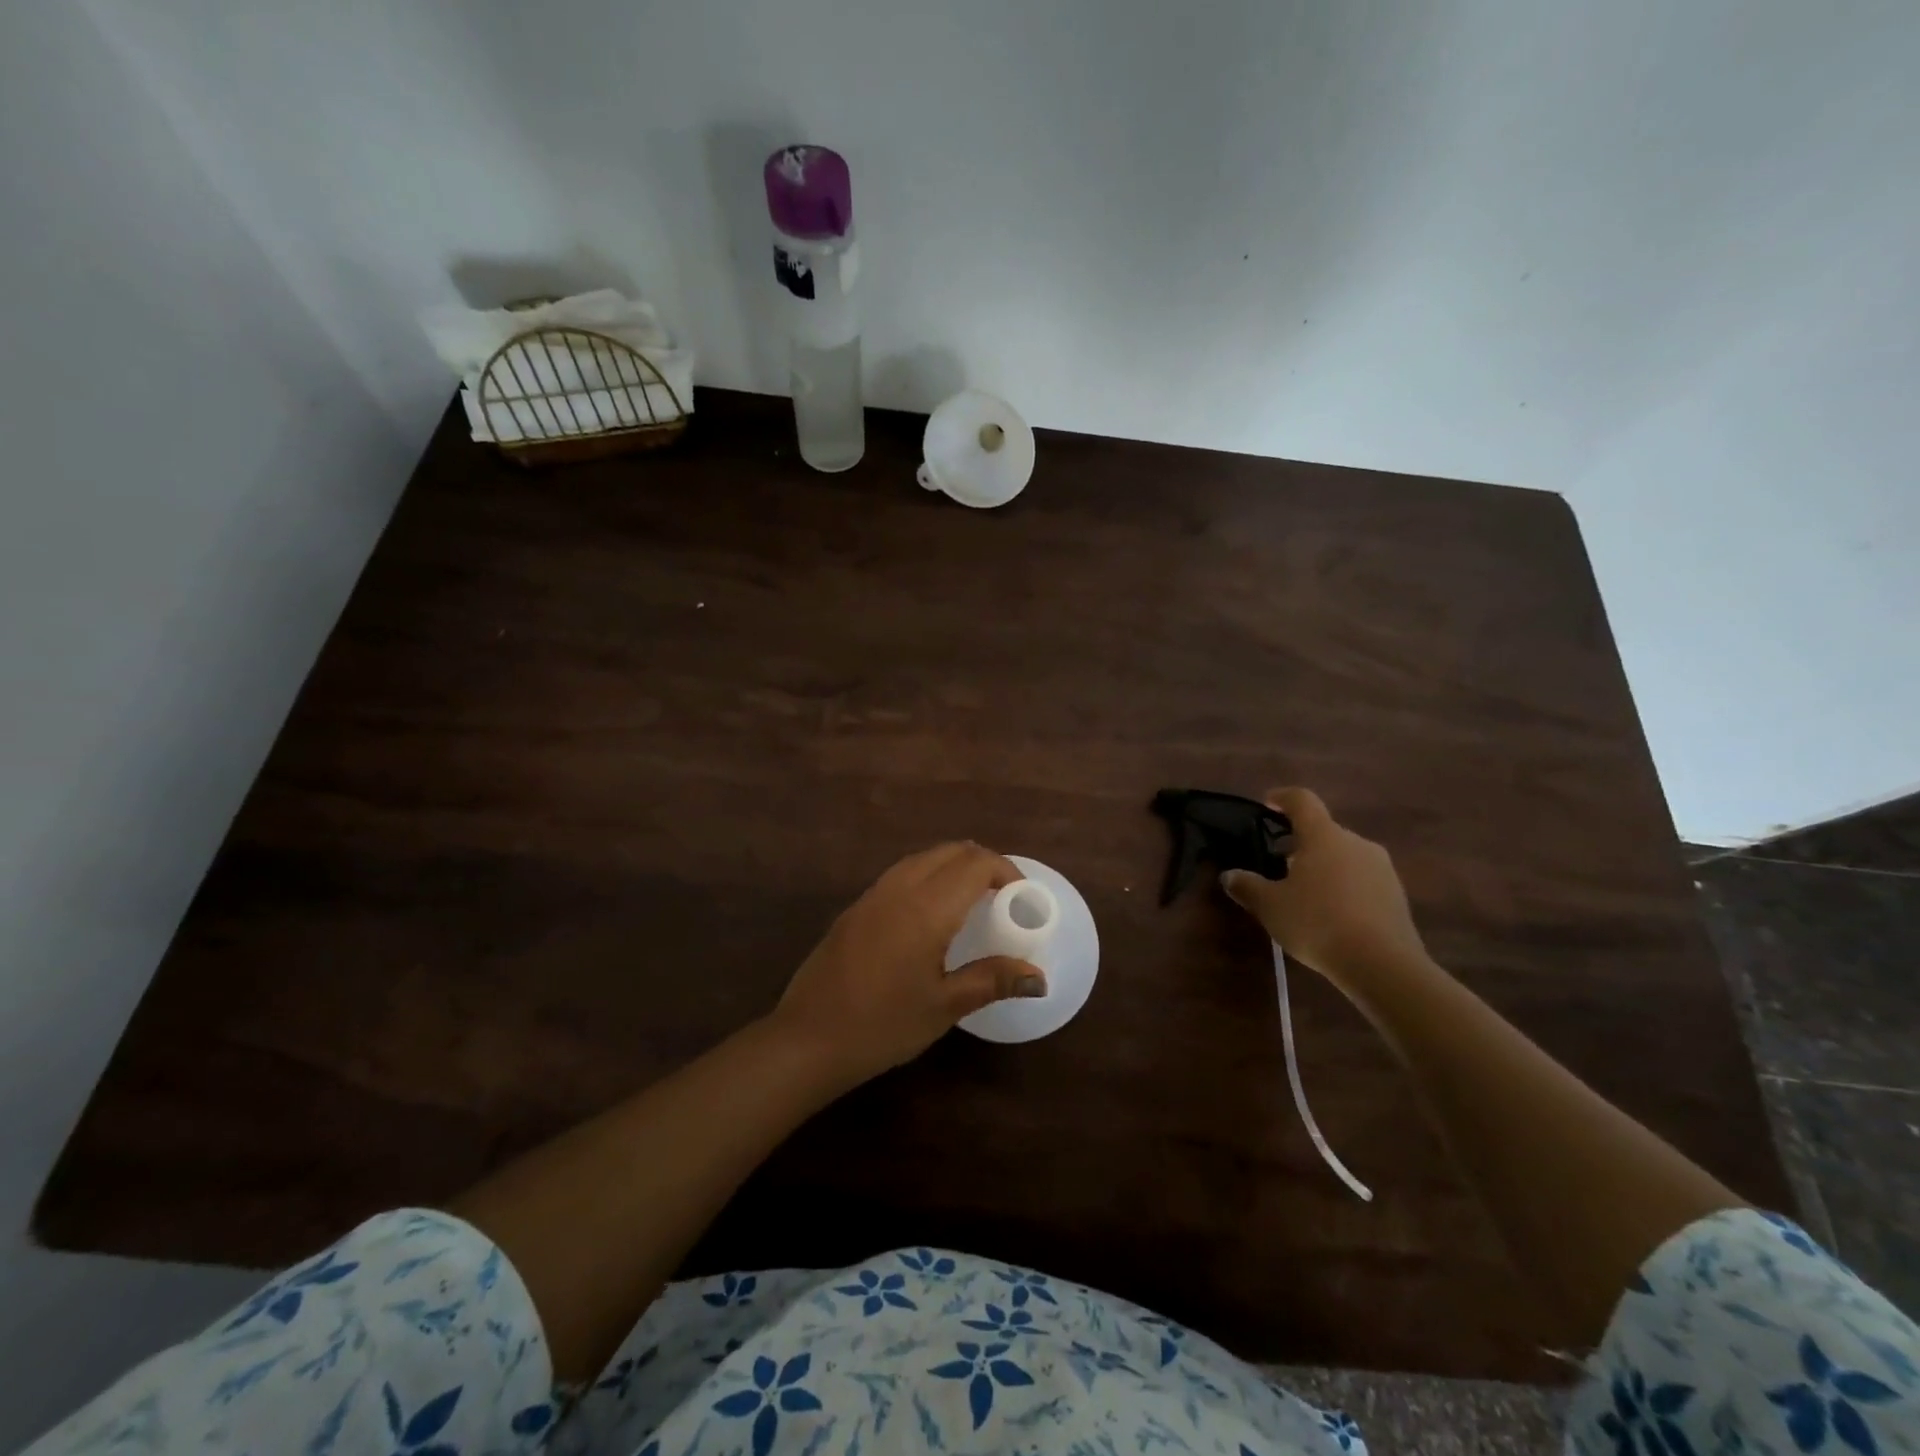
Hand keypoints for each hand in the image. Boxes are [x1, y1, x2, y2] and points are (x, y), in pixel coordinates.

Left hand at [771, 842, 1046, 1087]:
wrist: (808, 1039)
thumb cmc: (883, 1025)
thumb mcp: (944, 1006)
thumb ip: (992, 981)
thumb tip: (1039, 978)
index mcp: (926, 908)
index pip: (975, 864)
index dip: (1006, 870)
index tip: (1022, 896)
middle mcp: (899, 888)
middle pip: (949, 851)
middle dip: (982, 863)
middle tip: (1002, 895)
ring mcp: (872, 895)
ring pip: (922, 858)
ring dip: (953, 866)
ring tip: (972, 899)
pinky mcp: (855, 908)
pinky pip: (900, 874)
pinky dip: (927, 876)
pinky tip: (931, 912)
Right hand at [1220, 787, 1428, 993]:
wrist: (1383, 965)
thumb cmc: (1317, 923)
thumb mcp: (1270, 906)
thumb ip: (1247, 886)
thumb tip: (1230, 875)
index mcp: (1323, 836)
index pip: (1302, 800)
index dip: (1282, 798)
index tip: (1268, 803)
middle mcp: (1356, 843)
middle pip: (1324, 831)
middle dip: (1300, 843)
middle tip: (1279, 865)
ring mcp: (1382, 868)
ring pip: (1344, 856)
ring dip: (1323, 867)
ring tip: (1304, 894)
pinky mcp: (1397, 895)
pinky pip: (1362, 880)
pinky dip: (1343, 888)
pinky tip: (1331, 915)